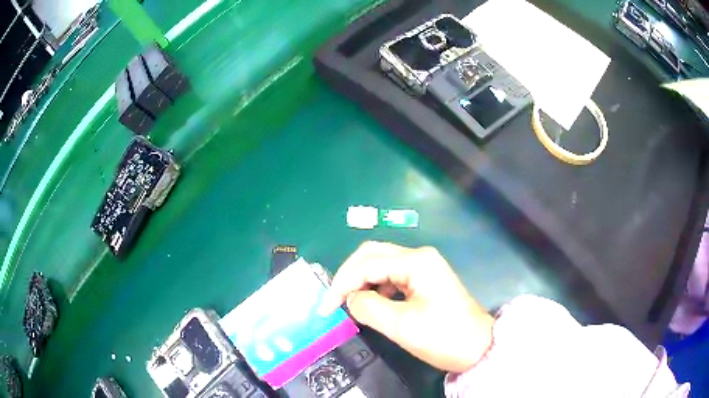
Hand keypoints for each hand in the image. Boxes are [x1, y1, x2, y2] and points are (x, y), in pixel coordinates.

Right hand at [319, 241, 493, 372]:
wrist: (477, 347)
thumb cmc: (443, 336)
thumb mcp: (401, 326)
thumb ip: (368, 308)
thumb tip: (349, 299)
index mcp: (416, 262)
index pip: (367, 264)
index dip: (342, 284)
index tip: (326, 308)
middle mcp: (419, 257)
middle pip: (373, 254)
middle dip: (349, 275)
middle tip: (333, 299)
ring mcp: (423, 267)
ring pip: (381, 264)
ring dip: (361, 280)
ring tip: (349, 303)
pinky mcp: (424, 279)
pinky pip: (392, 276)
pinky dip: (376, 287)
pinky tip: (371, 303)